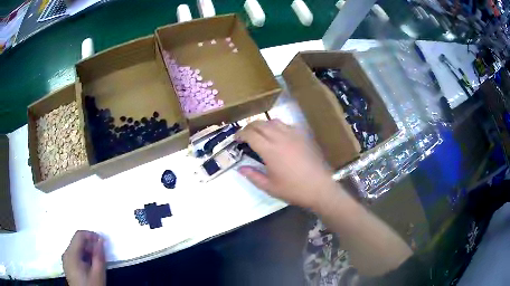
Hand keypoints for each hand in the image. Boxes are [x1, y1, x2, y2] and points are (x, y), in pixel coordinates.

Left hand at [62, 230, 105, 285]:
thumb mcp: (98, 273)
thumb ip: (99, 256)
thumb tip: (101, 240)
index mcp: (71, 254)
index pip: (79, 235)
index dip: (91, 235)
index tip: (102, 241)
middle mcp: (66, 253)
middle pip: (77, 242)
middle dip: (90, 245)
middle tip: (101, 254)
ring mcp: (65, 260)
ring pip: (76, 249)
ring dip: (87, 252)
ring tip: (97, 261)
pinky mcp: (67, 266)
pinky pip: (75, 255)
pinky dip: (83, 257)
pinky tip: (90, 266)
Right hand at [237, 120, 336, 208]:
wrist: (319, 187)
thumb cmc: (293, 189)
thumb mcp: (270, 187)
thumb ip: (253, 176)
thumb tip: (240, 168)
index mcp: (270, 150)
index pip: (250, 135)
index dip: (240, 134)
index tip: (236, 139)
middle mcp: (280, 138)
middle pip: (260, 124)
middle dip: (249, 127)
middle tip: (245, 135)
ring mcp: (293, 135)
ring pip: (274, 121)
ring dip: (263, 125)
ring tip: (260, 133)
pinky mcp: (303, 136)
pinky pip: (287, 125)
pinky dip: (277, 126)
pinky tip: (278, 135)